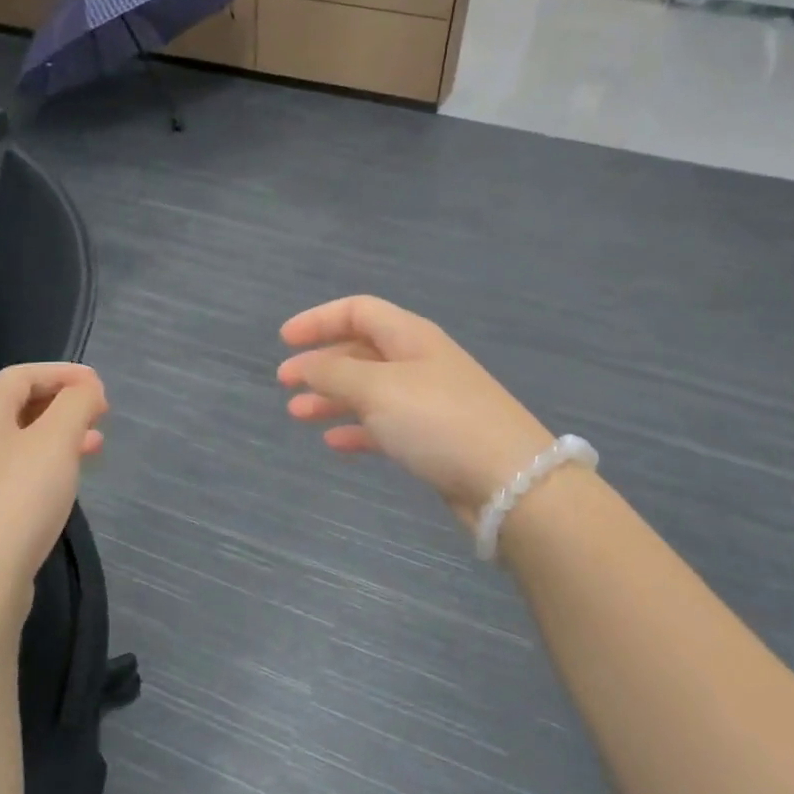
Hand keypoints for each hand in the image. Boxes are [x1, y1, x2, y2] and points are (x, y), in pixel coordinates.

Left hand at [0, 363, 106, 630]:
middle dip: (62, 404)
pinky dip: (46, 466)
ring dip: (58, 436)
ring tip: (95, 446)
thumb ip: (76, 404)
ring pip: (19, 443)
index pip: (20, 375)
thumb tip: (87, 388)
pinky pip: (16, 473)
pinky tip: (66, 484)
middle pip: (17, 407)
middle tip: (100, 413)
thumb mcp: (56, 441)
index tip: (99, 384)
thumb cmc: (18, 499)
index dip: (61, 372)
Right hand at [278, 296, 554, 527]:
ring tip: (297, 414)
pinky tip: (334, 442)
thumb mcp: (378, 389)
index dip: (318, 320)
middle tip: (284, 382)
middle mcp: (420, 362)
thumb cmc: (438, 421)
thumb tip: (305, 366)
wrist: (509, 481)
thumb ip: (334, 374)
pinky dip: (357, 429)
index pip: (358, 311)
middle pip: (361, 351)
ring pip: (369, 390)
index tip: (284, 340)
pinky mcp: (433, 439)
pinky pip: (385, 425)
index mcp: (410, 337)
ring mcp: (428, 401)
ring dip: (332, 398)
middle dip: (321, 363)